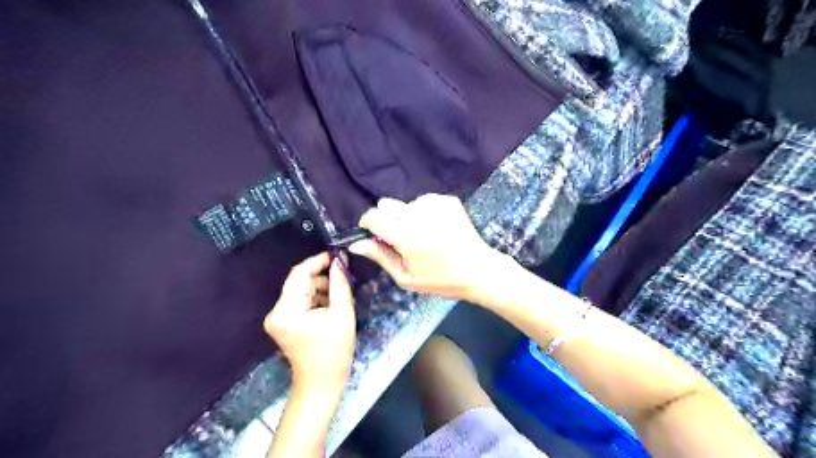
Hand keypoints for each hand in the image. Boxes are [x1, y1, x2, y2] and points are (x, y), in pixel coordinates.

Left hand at [264, 255, 354, 389]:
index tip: (338, 256)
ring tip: (339, 296)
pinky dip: (315, 299)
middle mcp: (276, 311)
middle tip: (343, 277)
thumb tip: (340, 260)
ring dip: (320, 288)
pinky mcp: (284, 323)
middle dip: (322, 277)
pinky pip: (300, 301)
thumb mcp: (342, 313)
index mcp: (287, 310)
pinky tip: (330, 306)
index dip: (319, 261)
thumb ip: (340, 284)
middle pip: (299, 281)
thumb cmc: (334, 351)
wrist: (321, 383)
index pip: (299, 273)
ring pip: (301, 290)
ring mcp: (278, 318)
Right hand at [347, 193, 500, 300]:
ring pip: (405, 203)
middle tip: (402, 239)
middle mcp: (418, 215)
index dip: (368, 224)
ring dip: (407, 216)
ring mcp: (435, 204)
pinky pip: (424, 200)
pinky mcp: (447, 200)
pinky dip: (424, 212)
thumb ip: (380, 256)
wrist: (479, 270)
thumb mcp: (406, 277)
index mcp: (406, 236)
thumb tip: (355, 244)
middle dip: (387, 219)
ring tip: (424, 235)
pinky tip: (437, 228)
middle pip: (386, 204)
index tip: (374, 235)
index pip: (373, 216)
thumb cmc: (441, 280)